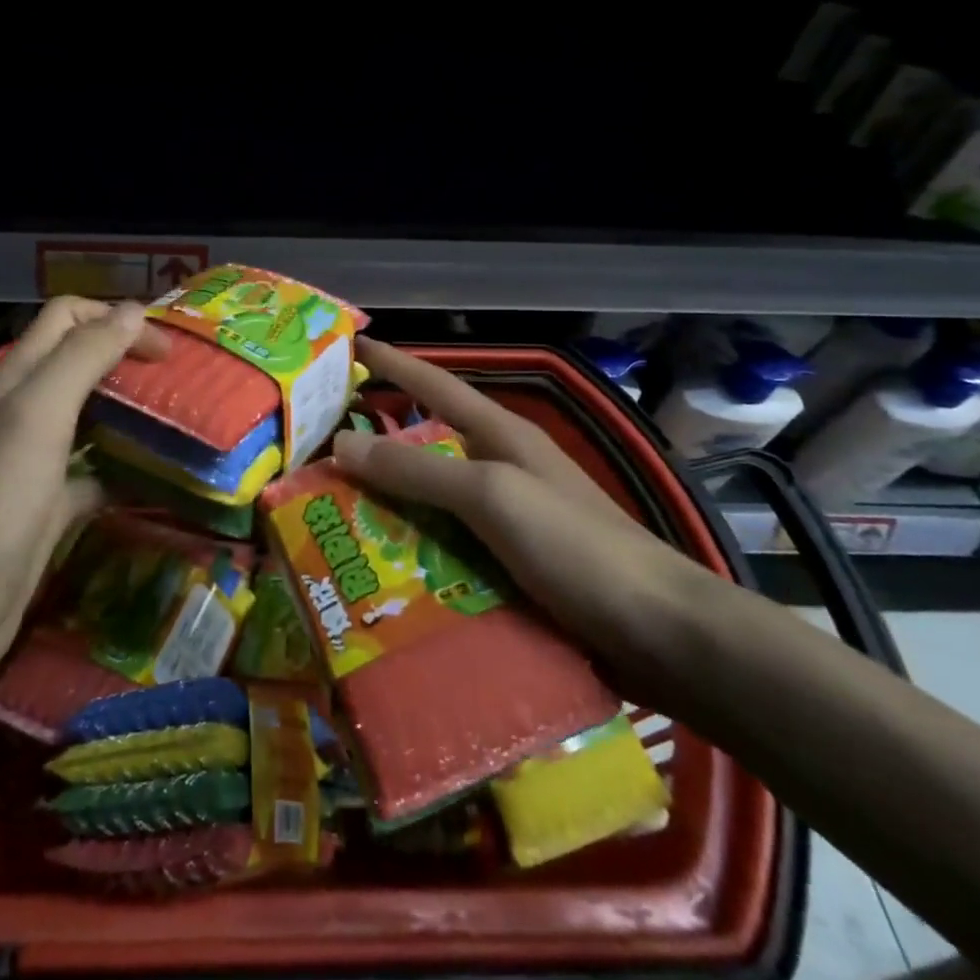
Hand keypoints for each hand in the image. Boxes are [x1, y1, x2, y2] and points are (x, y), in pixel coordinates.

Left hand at [0, 297, 167, 681]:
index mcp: (18, 376)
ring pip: (92, 412)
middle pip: (82, 359)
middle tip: (180, 378)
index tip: (164, 349)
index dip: (115, 318)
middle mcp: (25, 408)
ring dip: (132, 406)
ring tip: (179, 417)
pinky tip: (160, 475)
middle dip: (128, 357)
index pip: (68, 316)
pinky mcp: (52, 500)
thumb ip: (83, 356)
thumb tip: (133, 311)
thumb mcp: (39, 413)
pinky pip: (98, 467)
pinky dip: (127, 463)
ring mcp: (37, 456)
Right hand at [331, 338, 704, 665]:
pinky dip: (411, 552)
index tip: (349, 344)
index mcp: (500, 435)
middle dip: (374, 442)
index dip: (391, 362)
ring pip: (430, 501)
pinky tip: (378, 571)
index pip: (433, 384)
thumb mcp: (492, 496)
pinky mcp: (510, 568)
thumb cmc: (576, 547)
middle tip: (316, 447)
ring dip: (386, 505)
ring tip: (328, 513)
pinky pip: (445, 549)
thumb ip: (417, 470)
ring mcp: (507, 521)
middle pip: (424, 444)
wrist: (663, 635)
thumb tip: (342, 443)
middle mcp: (499, 469)